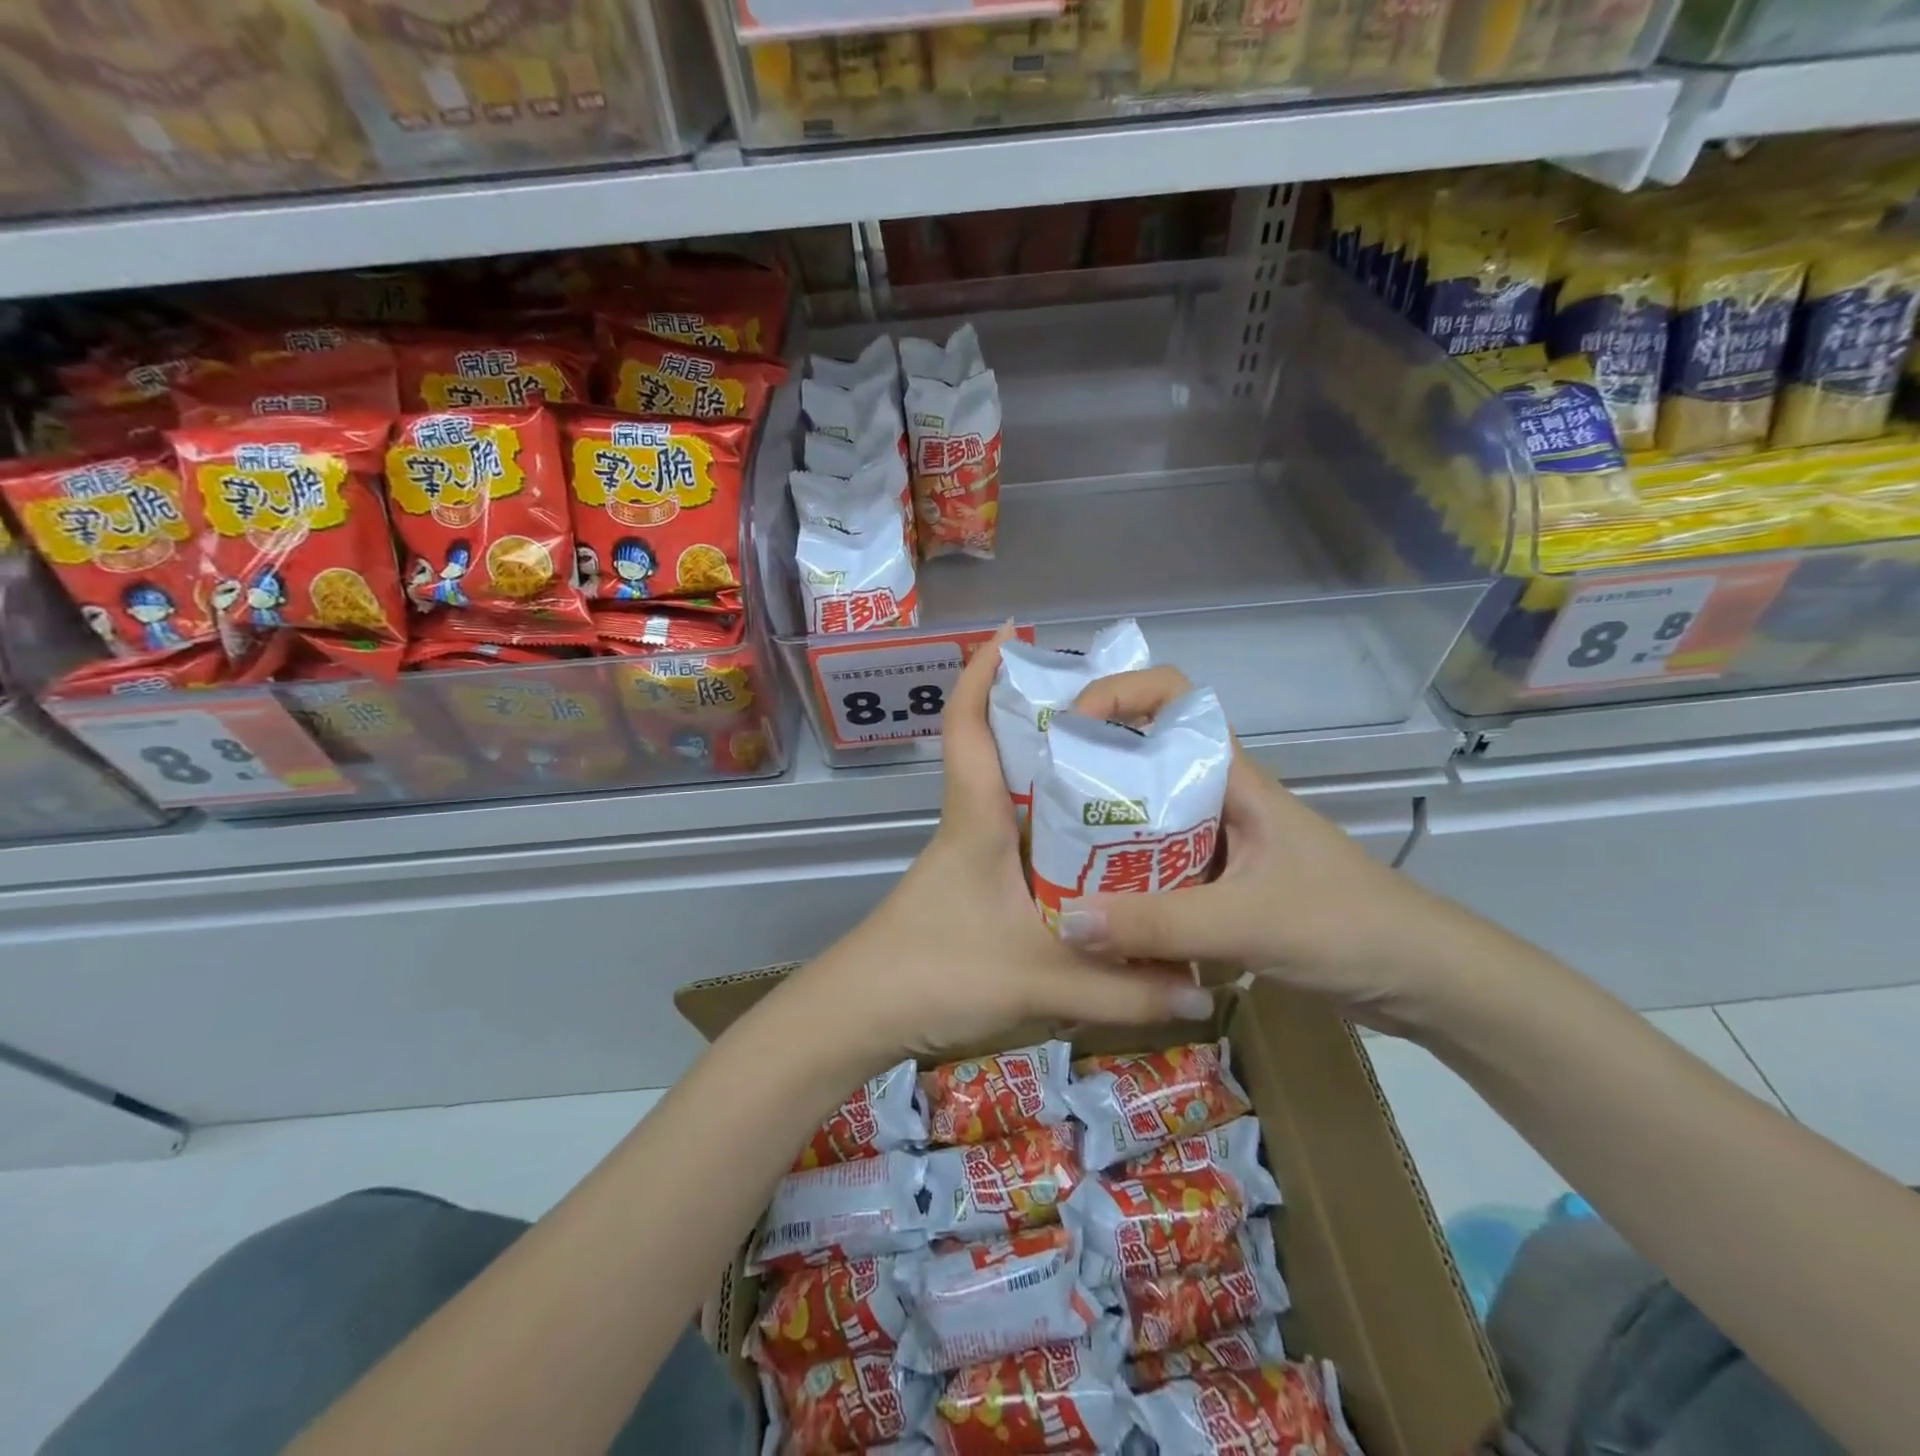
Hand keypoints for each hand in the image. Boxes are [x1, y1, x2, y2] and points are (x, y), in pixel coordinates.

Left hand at [795, 629, 1214, 1068]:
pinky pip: (1020, 839)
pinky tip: (1098, 852)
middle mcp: (972, 824)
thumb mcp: (1041, 983)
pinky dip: (1054, 828)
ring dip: (1055, 775)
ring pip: (1014, 796)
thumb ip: (1124, 995)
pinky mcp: (973, 886)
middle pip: (1001, 750)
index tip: (1012, 634)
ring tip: (1124, 771)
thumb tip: (1202, 999)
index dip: (981, 673)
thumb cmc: (937, 974)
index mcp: (977, 818)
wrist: (862, 1016)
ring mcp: (969, 855)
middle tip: (1115, 709)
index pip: (968, 727)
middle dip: (1045, 718)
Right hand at [1055, 667, 1454, 1032]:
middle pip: (1145, 760)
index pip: (1173, 698)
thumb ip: (1158, 923)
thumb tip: (1065, 921)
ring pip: (1148, 819)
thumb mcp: (1248, 921)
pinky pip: (1159, 869)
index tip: (1069, 726)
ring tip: (1048, 852)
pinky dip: (1126, 881)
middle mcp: (1220, 799)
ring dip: (1103, 832)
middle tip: (1035, 796)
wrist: (1423, 979)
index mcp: (1232, 778)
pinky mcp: (1223, 885)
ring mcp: (1222, 843)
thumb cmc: (1347, 926)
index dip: (1118, 693)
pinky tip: (1095, 908)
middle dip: (1091, 769)